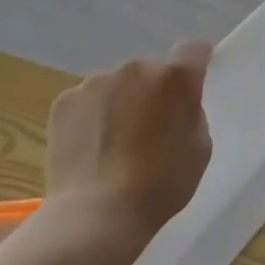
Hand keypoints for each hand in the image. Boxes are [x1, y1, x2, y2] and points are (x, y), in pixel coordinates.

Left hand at [43, 42, 212, 249]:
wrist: (97, 214)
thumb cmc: (160, 184)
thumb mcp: (199, 148)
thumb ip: (190, 112)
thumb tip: (174, 103)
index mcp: (174, 78)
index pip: (193, 49)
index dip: (196, 61)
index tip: (194, 80)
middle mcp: (135, 68)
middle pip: (151, 69)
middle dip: (154, 90)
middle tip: (151, 127)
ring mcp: (95, 82)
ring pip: (117, 84)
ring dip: (122, 101)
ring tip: (116, 142)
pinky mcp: (65, 101)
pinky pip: (88, 100)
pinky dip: (93, 116)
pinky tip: (92, 148)